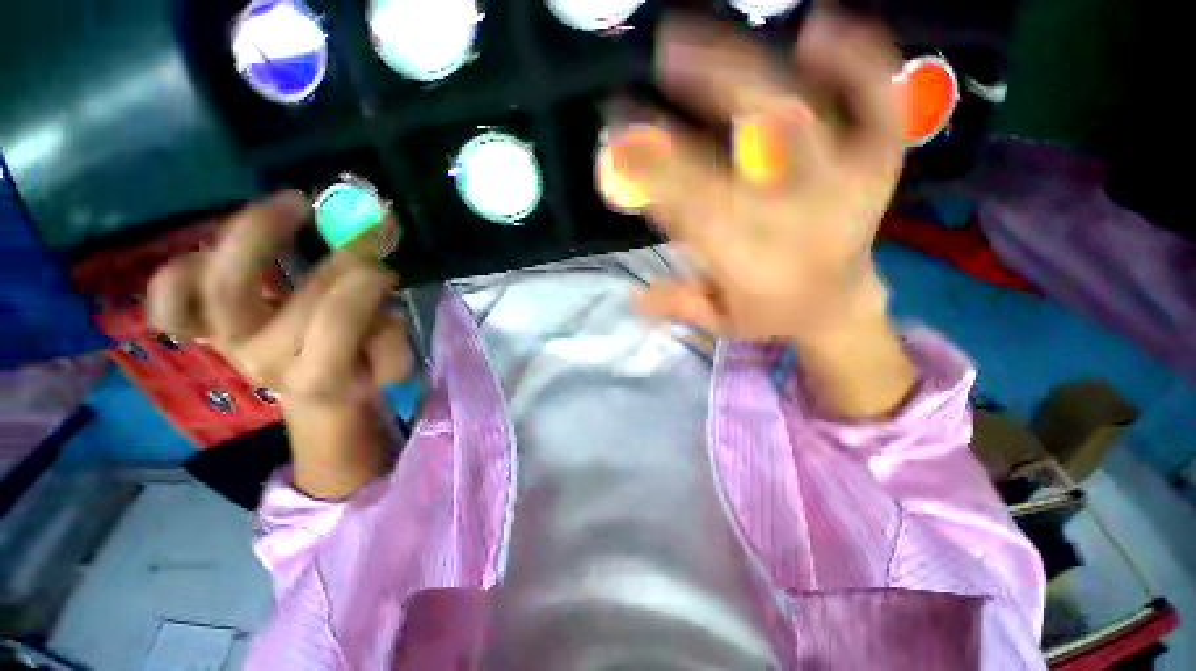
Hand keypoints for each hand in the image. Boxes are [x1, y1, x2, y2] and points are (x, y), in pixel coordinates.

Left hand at [147, 191, 411, 497]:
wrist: (313, 389)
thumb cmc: (358, 373)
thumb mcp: (390, 366)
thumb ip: (391, 338)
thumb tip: (380, 297)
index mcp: (319, 375)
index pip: (336, 318)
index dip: (365, 280)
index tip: (389, 257)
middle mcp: (262, 359)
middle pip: (297, 296)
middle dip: (337, 253)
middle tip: (365, 229)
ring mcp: (225, 340)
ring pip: (220, 284)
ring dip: (257, 235)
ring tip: (294, 204)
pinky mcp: (201, 328)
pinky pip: (169, 301)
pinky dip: (180, 273)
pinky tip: (220, 249)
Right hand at [610, 14, 915, 416]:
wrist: (839, 304)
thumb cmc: (769, 310)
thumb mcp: (720, 320)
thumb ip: (680, 304)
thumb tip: (634, 295)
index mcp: (754, 257)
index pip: (696, 203)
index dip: (655, 167)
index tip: (619, 135)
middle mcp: (799, 214)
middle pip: (754, 145)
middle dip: (706, 95)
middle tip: (664, 53)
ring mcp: (846, 180)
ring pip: (809, 113)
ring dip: (757, 67)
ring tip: (708, 32)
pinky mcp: (878, 160)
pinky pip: (880, 104)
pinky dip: (860, 60)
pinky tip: (822, 26)